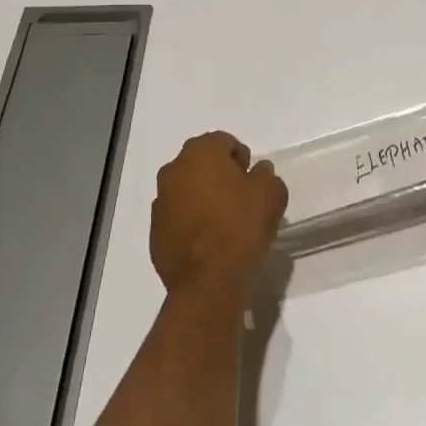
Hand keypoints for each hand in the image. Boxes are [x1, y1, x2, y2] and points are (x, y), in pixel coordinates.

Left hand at [150, 132, 287, 298]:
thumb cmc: (240, 227)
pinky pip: (177, 218)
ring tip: (224, 224)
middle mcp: (174, 170)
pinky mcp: (154, 233)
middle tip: (241, 200)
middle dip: (220, 175)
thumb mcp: (271, 194)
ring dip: (203, 199)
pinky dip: (190, 223)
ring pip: (187, 190)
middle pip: (202, 163)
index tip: (253, 182)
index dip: (242, 159)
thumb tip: (258, 172)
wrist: (207, 283)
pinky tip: (208, 243)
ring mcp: (160, 202)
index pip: (224, 142)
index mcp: (200, 152)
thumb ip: (266, 175)